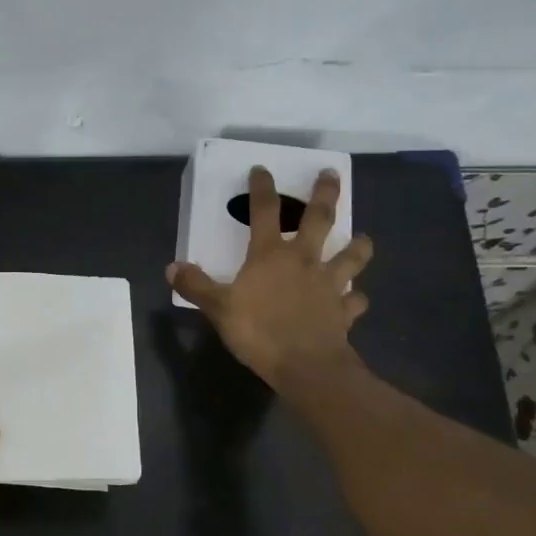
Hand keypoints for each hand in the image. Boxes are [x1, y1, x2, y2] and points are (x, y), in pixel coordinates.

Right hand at [167, 166, 374, 389]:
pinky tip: (356, 299)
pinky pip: (355, 301)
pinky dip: (357, 299)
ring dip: (358, 247)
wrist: (305, 365)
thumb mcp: (218, 308)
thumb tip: (172, 267)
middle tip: (332, 174)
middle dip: (325, 194)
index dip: (262, 188)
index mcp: (270, 255)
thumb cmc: (258, 331)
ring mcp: (329, 285)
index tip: (262, 169)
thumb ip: (196, 286)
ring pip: (351, 258)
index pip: (264, 211)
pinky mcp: (344, 311)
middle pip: (319, 220)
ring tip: (364, 239)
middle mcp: (304, 261)